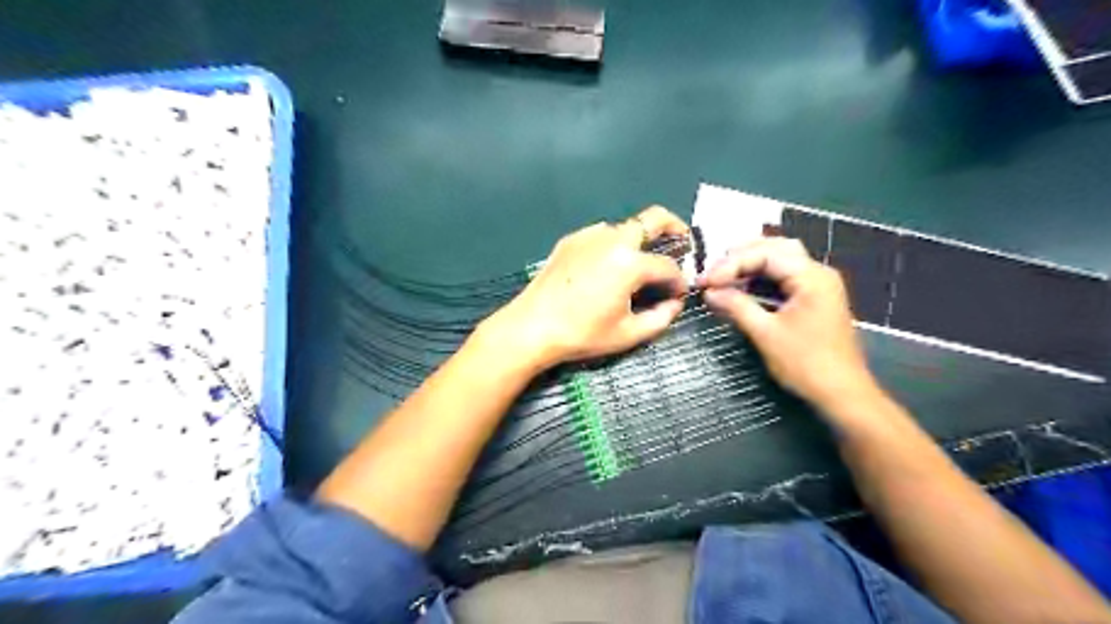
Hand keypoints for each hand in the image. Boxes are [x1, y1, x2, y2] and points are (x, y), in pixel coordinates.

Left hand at [483, 205, 691, 370]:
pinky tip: (607, 267)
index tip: (679, 294)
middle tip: (681, 245)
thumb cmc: (582, 334)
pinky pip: (601, 234)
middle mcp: (612, 239)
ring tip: (640, 263)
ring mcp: (588, 235)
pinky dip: (614, 244)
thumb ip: (661, 317)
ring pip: (626, 225)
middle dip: (674, 228)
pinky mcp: (571, 240)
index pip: (668, 266)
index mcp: (629, 263)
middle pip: (653, 218)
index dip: (679, 281)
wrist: (531, 327)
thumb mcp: (628, 334)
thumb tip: (675, 303)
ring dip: (641, 238)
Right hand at [702, 239, 876, 408]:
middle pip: (775, 248)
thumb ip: (736, 307)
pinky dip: (761, 279)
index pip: (765, 254)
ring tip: (722, 277)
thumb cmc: (806, 364)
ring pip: (780, 261)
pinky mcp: (814, 299)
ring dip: (750, 266)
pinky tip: (742, 288)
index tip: (705, 282)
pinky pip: (784, 278)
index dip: (731, 264)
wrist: (842, 395)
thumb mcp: (766, 334)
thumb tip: (709, 292)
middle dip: (741, 257)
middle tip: (713, 273)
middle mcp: (817, 273)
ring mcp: (818, 285)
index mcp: (811, 276)